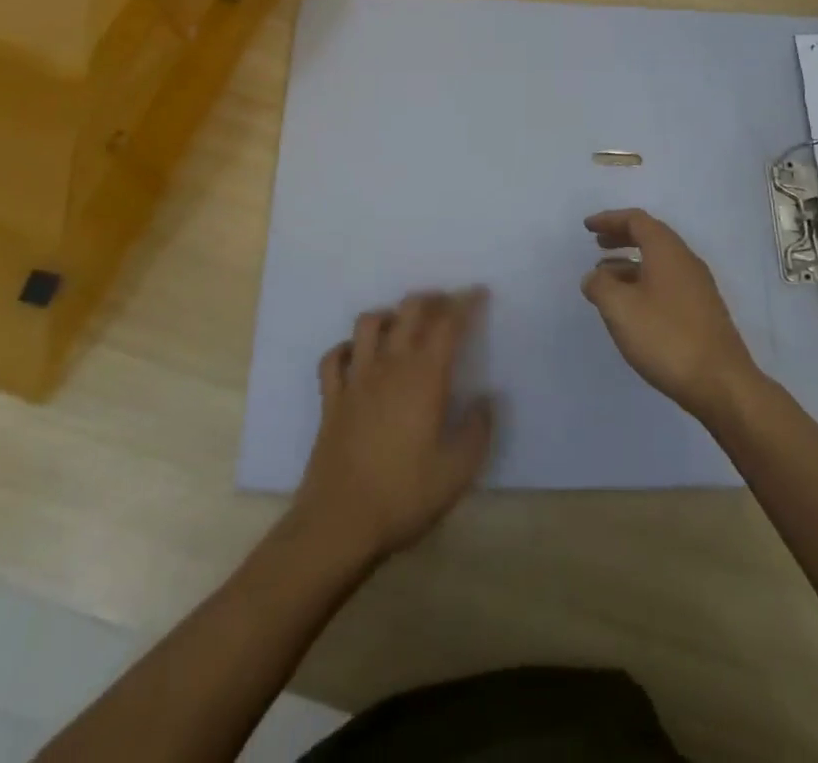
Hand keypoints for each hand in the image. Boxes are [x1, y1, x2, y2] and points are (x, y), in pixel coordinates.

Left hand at [294, 289, 493, 565]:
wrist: (339, 524)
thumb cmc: (404, 496)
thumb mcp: (457, 471)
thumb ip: (477, 430)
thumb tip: (486, 400)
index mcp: (424, 377)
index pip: (448, 324)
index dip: (465, 302)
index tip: (478, 293)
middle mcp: (390, 366)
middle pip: (409, 310)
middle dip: (431, 299)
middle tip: (446, 305)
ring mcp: (356, 379)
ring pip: (368, 323)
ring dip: (389, 315)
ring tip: (403, 325)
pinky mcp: (331, 399)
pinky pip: (333, 357)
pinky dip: (347, 348)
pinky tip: (357, 356)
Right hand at [582, 208, 759, 418]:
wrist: (721, 383)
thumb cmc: (666, 337)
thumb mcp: (620, 309)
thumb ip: (600, 286)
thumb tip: (594, 277)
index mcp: (667, 251)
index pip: (637, 221)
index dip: (610, 220)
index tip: (588, 227)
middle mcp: (686, 261)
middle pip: (650, 237)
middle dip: (621, 237)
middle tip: (597, 245)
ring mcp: (697, 287)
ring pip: (659, 262)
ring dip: (630, 263)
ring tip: (605, 279)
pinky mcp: (702, 311)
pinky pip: (667, 282)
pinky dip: (644, 282)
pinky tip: (631, 307)